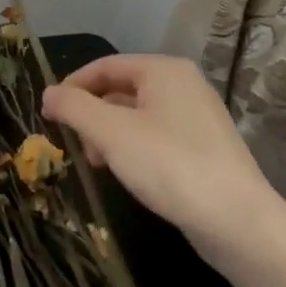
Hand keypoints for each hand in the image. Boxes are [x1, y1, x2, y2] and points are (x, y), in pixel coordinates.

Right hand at [41, 54, 275, 270]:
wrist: (237, 221)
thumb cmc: (169, 165)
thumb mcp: (111, 133)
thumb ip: (74, 108)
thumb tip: (49, 93)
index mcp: (163, 70)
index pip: (104, 65)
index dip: (71, 87)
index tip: (48, 116)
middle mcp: (183, 84)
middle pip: (120, 89)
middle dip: (91, 115)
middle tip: (76, 147)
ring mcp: (197, 116)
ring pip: (136, 115)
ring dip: (109, 135)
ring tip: (99, 164)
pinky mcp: (203, 147)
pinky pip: (155, 136)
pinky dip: (133, 148)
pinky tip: (127, 173)